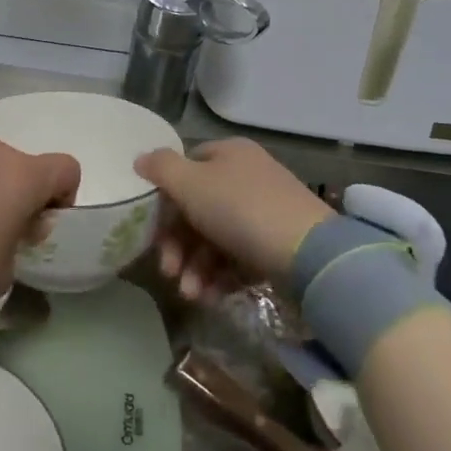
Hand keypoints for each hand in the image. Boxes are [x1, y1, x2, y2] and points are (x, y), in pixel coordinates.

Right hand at [135, 138, 331, 301]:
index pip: (187, 168)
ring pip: (215, 238)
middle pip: (198, 209)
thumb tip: (141, 160)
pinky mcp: (276, 247)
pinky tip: (211, 296)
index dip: (166, 197)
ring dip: (195, 267)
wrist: (310, 254)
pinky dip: (220, 276)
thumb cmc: (241, 209)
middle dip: (178, 244)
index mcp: (228, 155)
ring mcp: (264, 213)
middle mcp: (247, 178)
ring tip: (190, 294)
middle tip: (167, 271)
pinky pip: (238, 258)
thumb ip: (161, 168)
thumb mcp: (190, 183)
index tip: (153, 228)